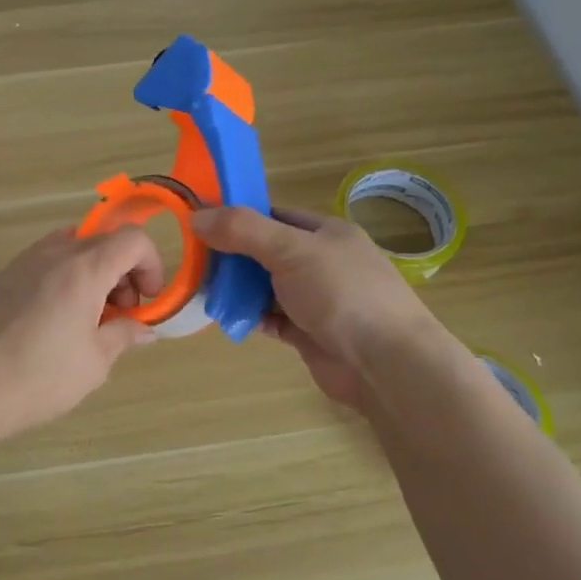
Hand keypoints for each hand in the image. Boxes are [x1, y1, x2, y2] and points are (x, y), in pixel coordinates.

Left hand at [0, 227, 160, 446]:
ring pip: (73, 248)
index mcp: (83, 269)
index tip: (147, 301)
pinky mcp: (3, 277)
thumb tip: (144, 328)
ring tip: (89, 318)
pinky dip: (65, 277)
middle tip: (121, 314)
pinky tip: (57, 319)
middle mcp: (53, 253)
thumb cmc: (38, 377)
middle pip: (103, 240)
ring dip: (94, 273)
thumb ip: (123, 335)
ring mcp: (23, 262)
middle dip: (124, 271)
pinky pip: (46, 262)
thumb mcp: (94, 362)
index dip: (151, 264)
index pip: (132, 239)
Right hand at [192, 205, 436, 411]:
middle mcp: (321, 262)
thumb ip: (243, 231)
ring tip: (204, 292)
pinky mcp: (309, 332)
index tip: (201, 224)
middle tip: (195, 262)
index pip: (274, 215)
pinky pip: (271, 318)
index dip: (238, 217)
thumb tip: (196, 217)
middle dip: (232, 257)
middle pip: (265, 252)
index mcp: (326, 233)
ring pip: (266, 287)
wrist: (385, 364)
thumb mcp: (290, 250)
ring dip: (237, 290)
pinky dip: (250, 316)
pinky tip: (227, 318)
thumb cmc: (342, 294)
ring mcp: (316, 299)